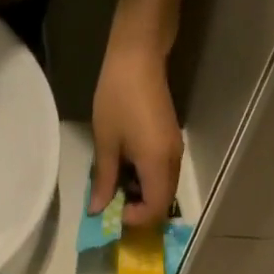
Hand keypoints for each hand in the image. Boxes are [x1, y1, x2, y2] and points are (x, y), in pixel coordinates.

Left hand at [89, 40, 182, 226]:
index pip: (155, 210)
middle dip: (140, 211)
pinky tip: (129, 171)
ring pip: (164, 190)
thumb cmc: (118, 96)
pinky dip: (148, 182)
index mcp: (157, 164)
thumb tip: (97, 210)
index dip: (136, 219)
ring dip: (144, 197)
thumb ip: (104, 180)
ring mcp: (175, 151)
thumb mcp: (106, 142)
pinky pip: (164, 175)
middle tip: (115, 204)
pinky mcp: (172, 142)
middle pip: (163, 203)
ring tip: (119, 186)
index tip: (115, 211)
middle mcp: (172, 162)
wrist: (139, 54)